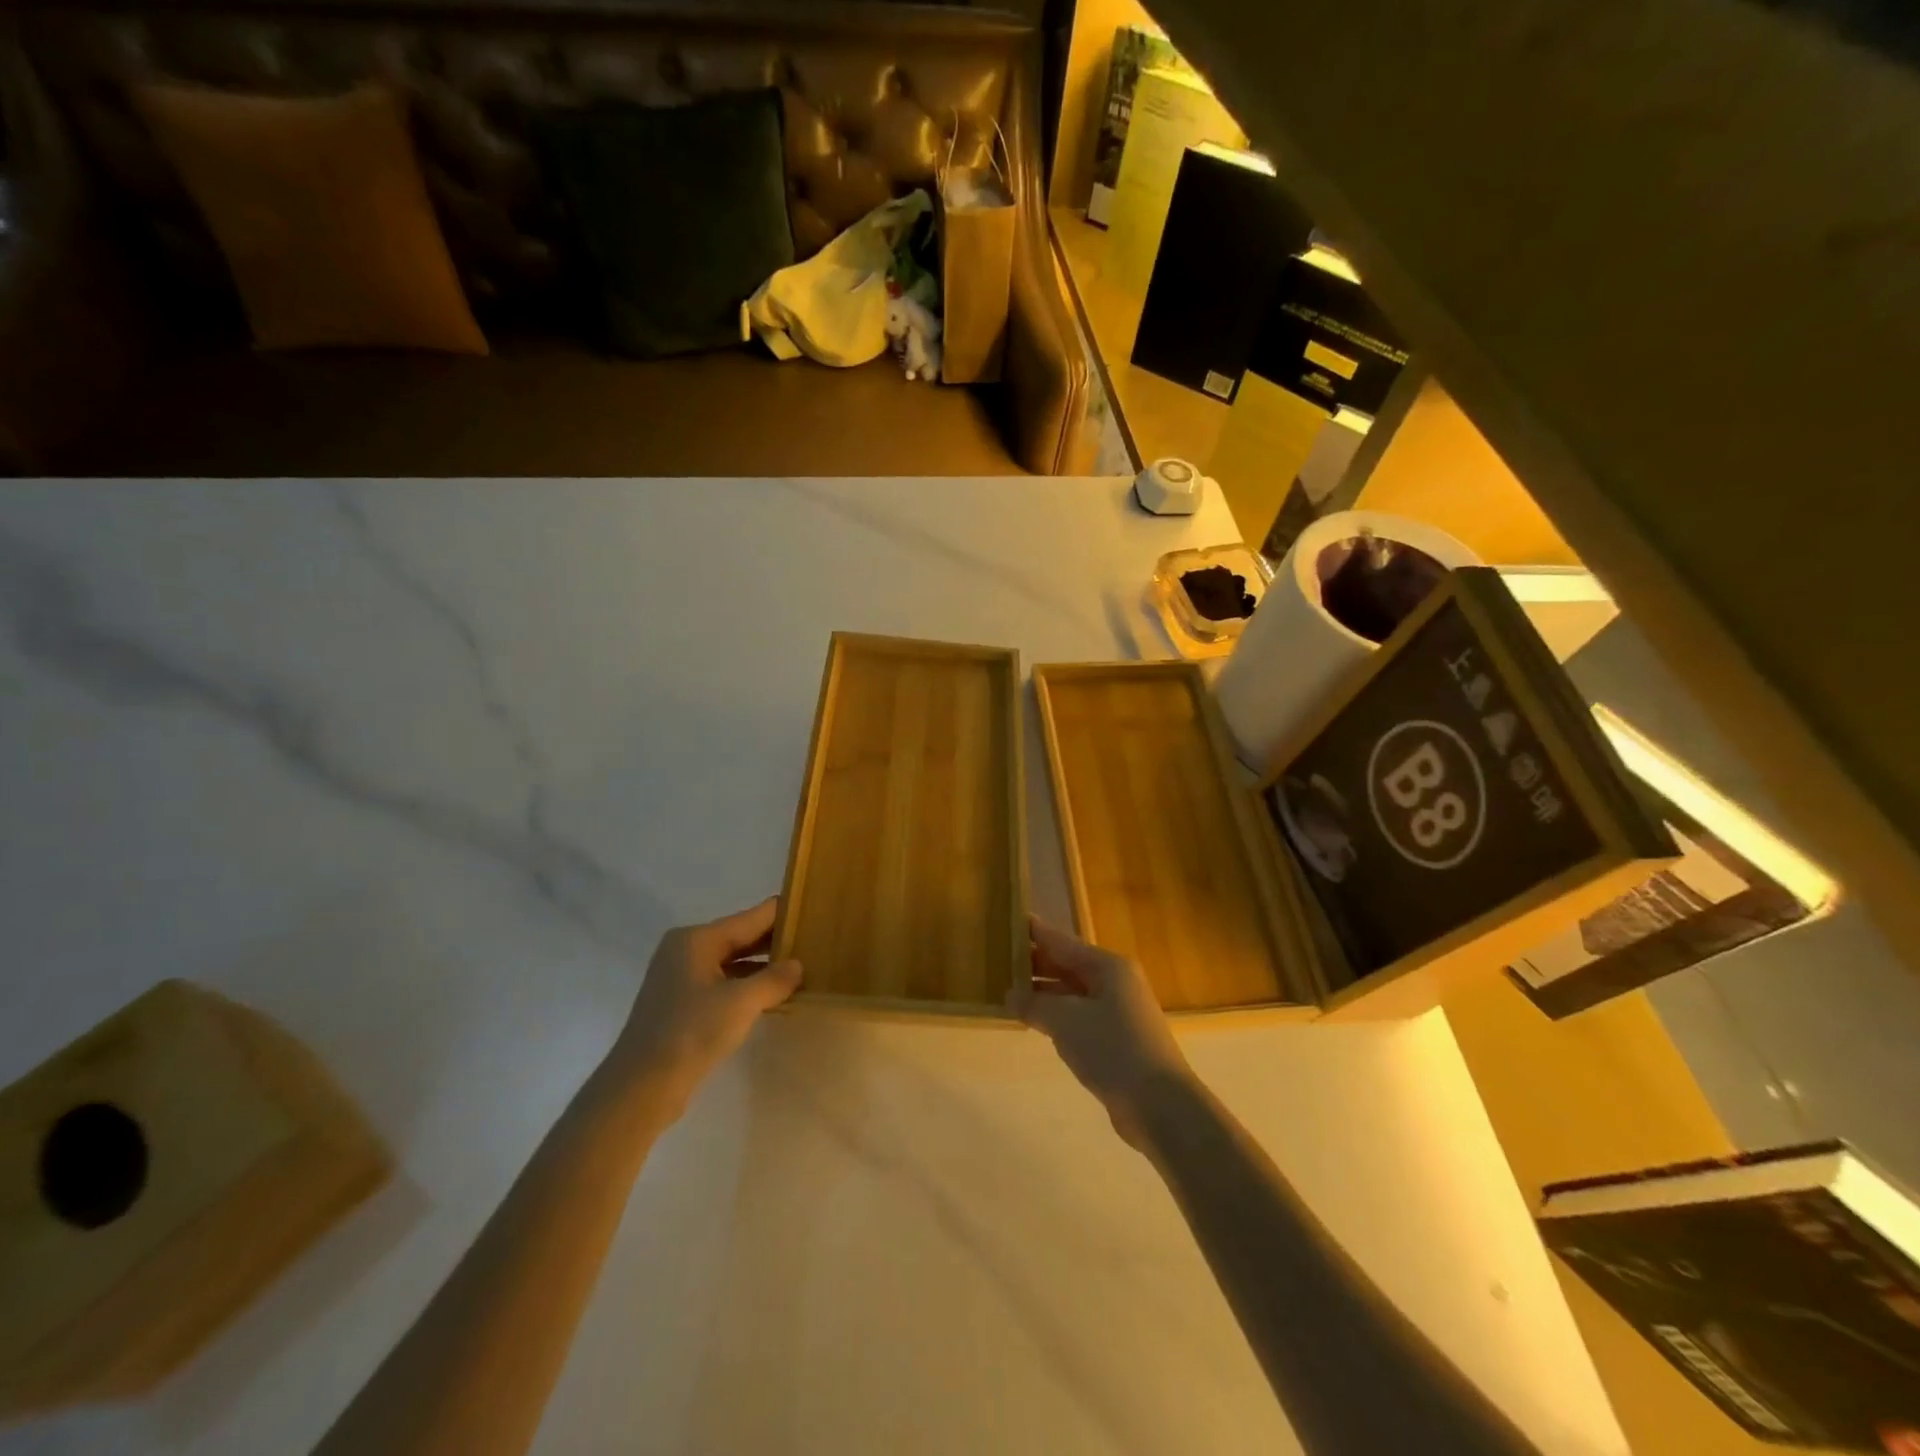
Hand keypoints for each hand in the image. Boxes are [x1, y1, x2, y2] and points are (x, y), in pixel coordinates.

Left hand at [609, 898, 802, 1120]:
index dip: (783, 914)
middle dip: (776, 941)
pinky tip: (774, 996)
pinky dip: (748, 986)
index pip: (751, 917)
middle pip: (741, 936)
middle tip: (815, 941)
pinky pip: (724, 983)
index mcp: (697, 939)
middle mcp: (687, 950)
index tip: (814, 912)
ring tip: (802, 968)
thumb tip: (797, 965)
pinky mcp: (682, 1004)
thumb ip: (774, 979)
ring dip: (764, 966)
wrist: (641, 1087)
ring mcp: (682, 978)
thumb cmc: (691, 1033)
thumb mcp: (741, 1003)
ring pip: (733, 962)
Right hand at [1009, 916, 1194, 1146]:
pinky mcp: (1117, 1040)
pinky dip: (1057, 1016)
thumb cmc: (1113, 1049)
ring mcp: (1118, 1012)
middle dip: (1035, 964)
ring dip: (1044, 993)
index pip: (1063, 942)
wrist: (1160, 1105)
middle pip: (1068, 966)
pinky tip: (1036, 1022)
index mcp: (1108, 967)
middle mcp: (1115, 982)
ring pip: (1073, 993)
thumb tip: (1010, 994)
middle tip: (999, 960)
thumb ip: (1035, 1004)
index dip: (1035, 933)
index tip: (1010, 922)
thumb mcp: (1066, 1022)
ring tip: (1009, 992)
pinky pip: (1079, 1017)